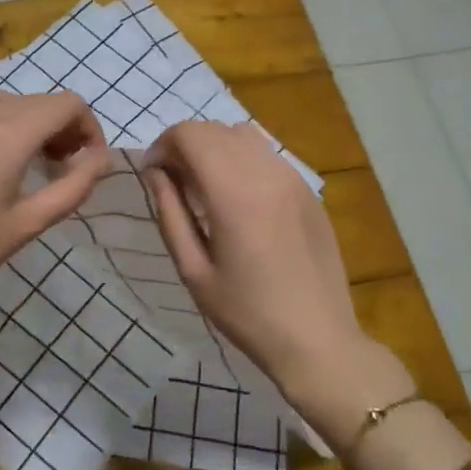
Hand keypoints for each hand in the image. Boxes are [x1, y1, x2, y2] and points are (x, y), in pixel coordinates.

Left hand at [0, 91, 110, 316]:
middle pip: (44, 100)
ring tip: (38, 160)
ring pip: (16, 101)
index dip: (90, 128)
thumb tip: (101, 160)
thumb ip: (75, 186)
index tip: (90, 163)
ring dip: (38, 122)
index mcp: (11, 133)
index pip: (69, 104)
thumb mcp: (31, 222)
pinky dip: (7, 118)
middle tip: (68, 168)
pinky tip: (3, 148)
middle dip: (67, 128)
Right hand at [143, 121, 409, 424]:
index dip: (163, 145)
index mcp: (234, 193)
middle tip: (173, 182)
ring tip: (204, 186)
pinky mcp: (308, 191)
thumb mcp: (193, 269)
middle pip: (215, 129)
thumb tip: (155, 172)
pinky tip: (238, 197)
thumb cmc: (246, 313)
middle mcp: (266, 172)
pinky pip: (267, 155)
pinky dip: (241, 159)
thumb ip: (170, 213)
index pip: (190, 134)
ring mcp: (293, 178)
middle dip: (185, 145)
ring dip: (215, 148)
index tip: (153, 174)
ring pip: (244, 135)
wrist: (318, 340)